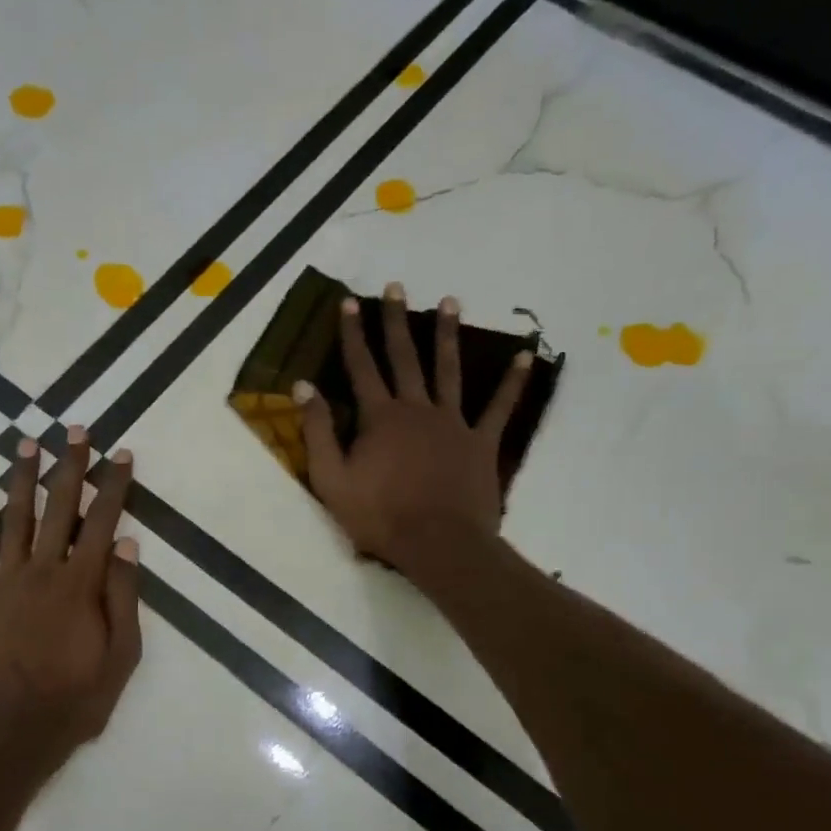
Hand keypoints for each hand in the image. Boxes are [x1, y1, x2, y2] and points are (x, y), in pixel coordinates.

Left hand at [0, 429, 141, 778]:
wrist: (9, 734)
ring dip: (24, 478)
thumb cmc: (74, 700)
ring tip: (29, 444)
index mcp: (81, 584)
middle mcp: (42, 570)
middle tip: (76, 431)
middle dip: (70, 466)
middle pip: (59, 507)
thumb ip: (124, 598)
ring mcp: (3, 581)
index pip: (102, 521)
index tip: (121, 455)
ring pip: (16, 517)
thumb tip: (127, 544)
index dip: (113, 485)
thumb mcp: (121, 657)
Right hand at [297, 283, 532, 577]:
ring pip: (449, 370)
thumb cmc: (379, 515)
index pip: (361, 366)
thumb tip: (304, 386)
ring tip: (450, 301)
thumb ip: (319, 431)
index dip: (353, 333)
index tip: (349, 302)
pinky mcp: (481, 443)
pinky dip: (512, 382)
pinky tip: (525, 356)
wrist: (438, 543)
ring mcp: (453, 423)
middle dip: (396, 321)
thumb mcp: (331, 479)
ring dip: (447, 335)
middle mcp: (416, 409)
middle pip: (404, 357)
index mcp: (380, 417)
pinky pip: (500, 407)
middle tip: (396, 287)